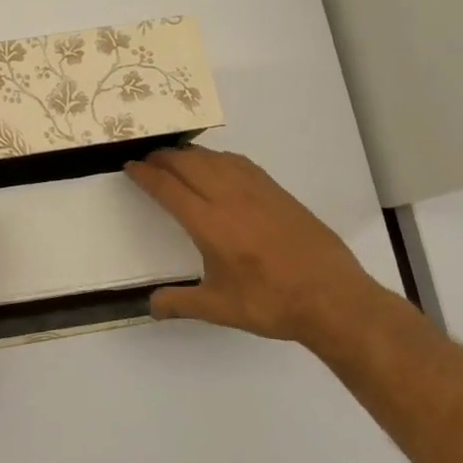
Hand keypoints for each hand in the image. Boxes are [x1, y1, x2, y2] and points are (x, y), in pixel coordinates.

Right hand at [125, 146, 380, 343]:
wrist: (332, 298)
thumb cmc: (271, 303)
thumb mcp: (219, 308)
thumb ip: (180, 303)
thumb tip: (151, 306)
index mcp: (209, 224)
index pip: (167, 188)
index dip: (145, 175)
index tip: (130, 168)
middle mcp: (229, 198)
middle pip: (187, 164)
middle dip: (162, 157)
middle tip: (147, 160)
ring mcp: (256, 191)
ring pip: (214, 158)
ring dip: (189, 154)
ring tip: (176, 159)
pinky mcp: (277, 192)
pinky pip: (239, 163)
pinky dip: (218, 157)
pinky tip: (217, 165)